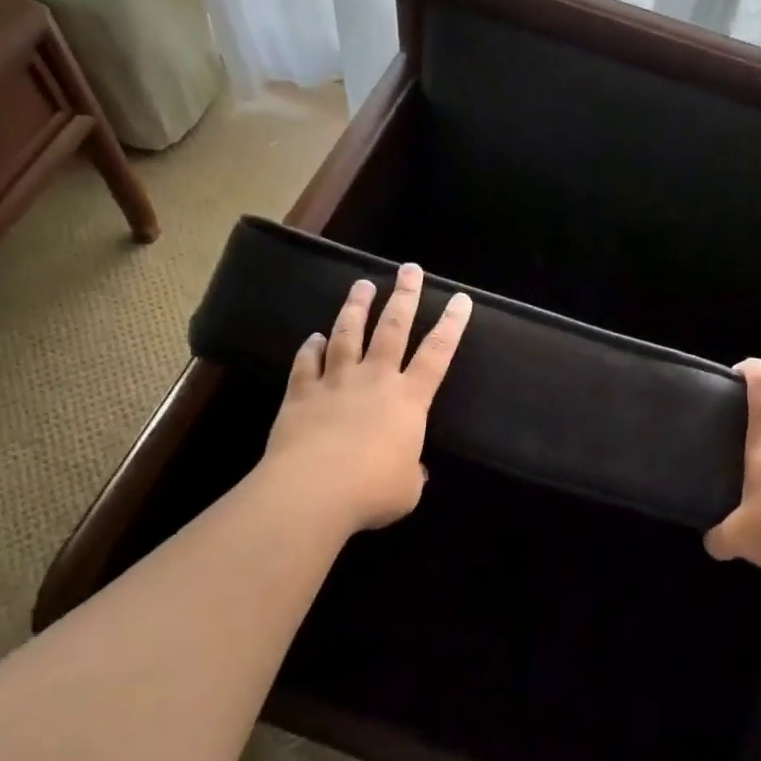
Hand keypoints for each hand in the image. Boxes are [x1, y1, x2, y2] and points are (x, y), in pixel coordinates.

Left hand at [261, 263, 471, 533]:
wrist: (313, 490)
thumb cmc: (372, 491)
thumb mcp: (406, 490)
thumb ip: (411, 473)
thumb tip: (412, 469)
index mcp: (409, 400)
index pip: (437, 354)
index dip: (452, 325)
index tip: (460, 299)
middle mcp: (375, 380)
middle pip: (393, 329)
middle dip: (404, 296)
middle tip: (409, 269)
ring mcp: (335, 383)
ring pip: (347, 334)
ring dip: (356, 308)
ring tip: (362, 284)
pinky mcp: (301, 394)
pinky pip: (306, 363)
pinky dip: (309, 348)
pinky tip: (312, 338)